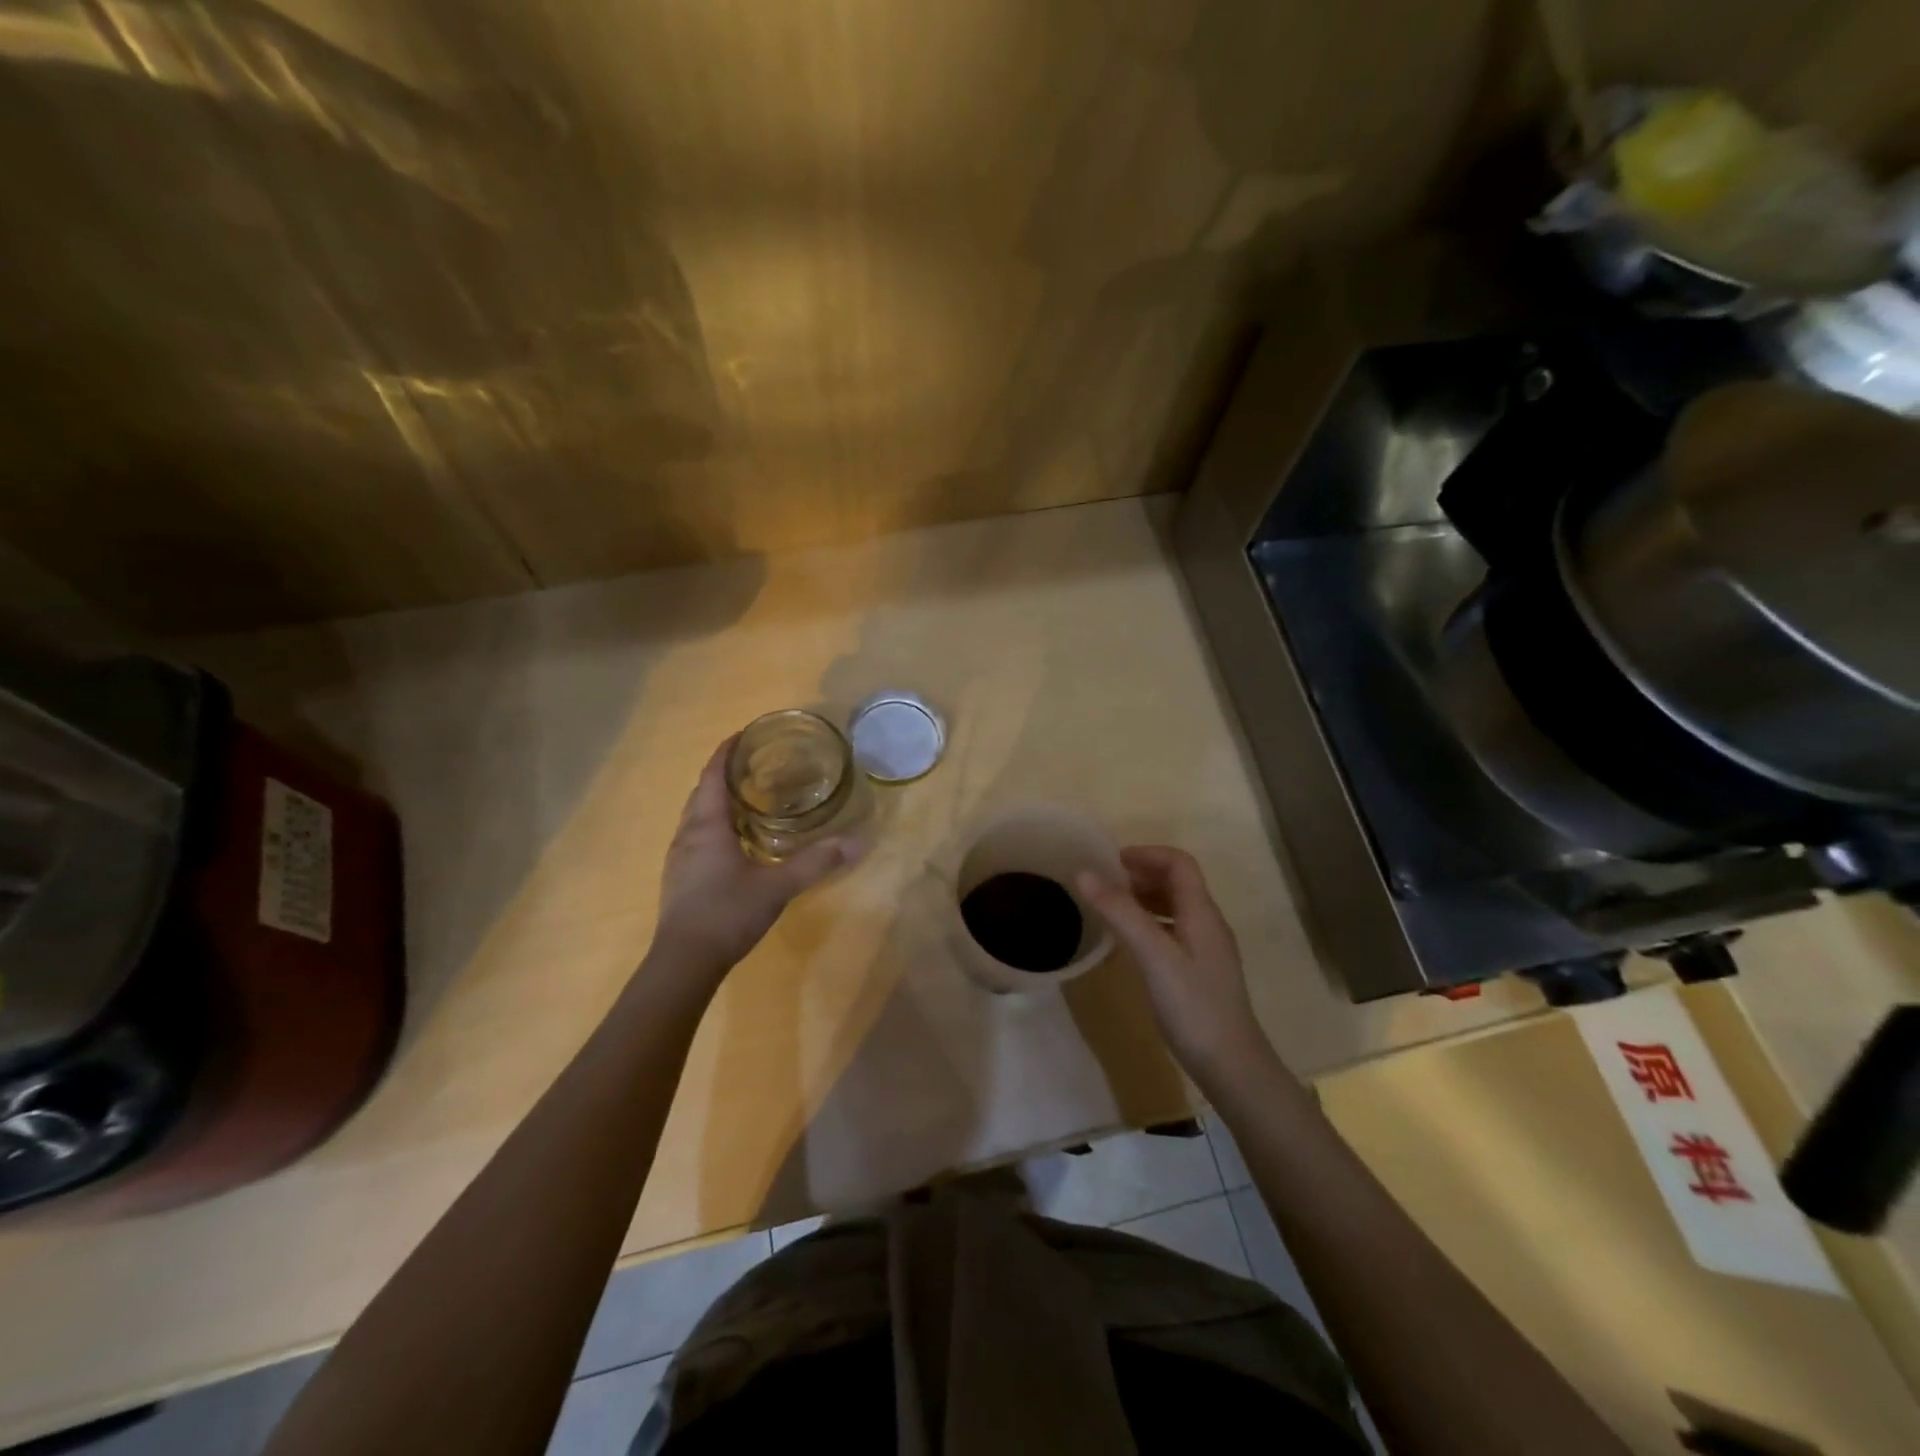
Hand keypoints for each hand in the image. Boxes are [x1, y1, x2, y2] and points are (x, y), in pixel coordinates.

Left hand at [652, 738, 861, 979]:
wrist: (684, 962)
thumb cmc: (727, 913)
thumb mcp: (778, 886)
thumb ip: (817, 862)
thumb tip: (858, 841)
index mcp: (707, 826)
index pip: (712, 775)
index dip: (726, 751)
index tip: (744, 734)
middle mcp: (687, 834)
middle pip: (702, 791)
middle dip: (724, 773)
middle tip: (755, 765)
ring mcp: (679, 857)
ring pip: (696, 815)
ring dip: (717, 800)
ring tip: (748, 797)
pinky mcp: (679, 877)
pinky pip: (695, 836)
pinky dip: (713, 824)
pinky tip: (735, 840)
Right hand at [1076, 847, 1270, 1082]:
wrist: (1231, 1065)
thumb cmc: (1193, 1006)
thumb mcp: (1153, 955)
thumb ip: (1120, 913)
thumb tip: (1084, 873)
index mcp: (1202, 912)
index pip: (1179, 863)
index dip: (1146, 854)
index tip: (1110, 861)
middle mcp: (1207, 924)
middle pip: (1177, 882)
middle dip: (1141, 874)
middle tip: (1103, 882)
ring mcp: (1205, 948)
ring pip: (1174, 907)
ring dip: (1143, 898)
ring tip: (1109, 906)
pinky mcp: (1198, 971)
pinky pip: (1171, 930)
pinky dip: (1148, 923)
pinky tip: (1127, 941)